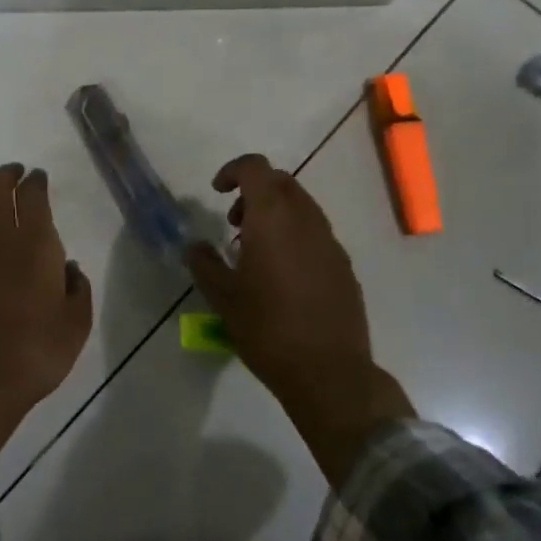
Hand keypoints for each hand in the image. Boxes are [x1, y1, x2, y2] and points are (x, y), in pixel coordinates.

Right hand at [186, 154, 412, 485]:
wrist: (329, 372)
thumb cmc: (267, 329)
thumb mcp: (222, 298)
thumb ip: (204, 264)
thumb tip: (195, 246)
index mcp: (273, 218)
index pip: (255, 168)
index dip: (233, 170)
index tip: (217, 192)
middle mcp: (306, 220)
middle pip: (281, 183)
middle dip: (254, 192)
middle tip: (234, 224)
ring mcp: (330, 242)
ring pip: (302, 207)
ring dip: (276, 214)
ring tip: (256, 253)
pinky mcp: (344, 265)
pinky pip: (316, 233)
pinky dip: (295, 236)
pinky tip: (283, 276)